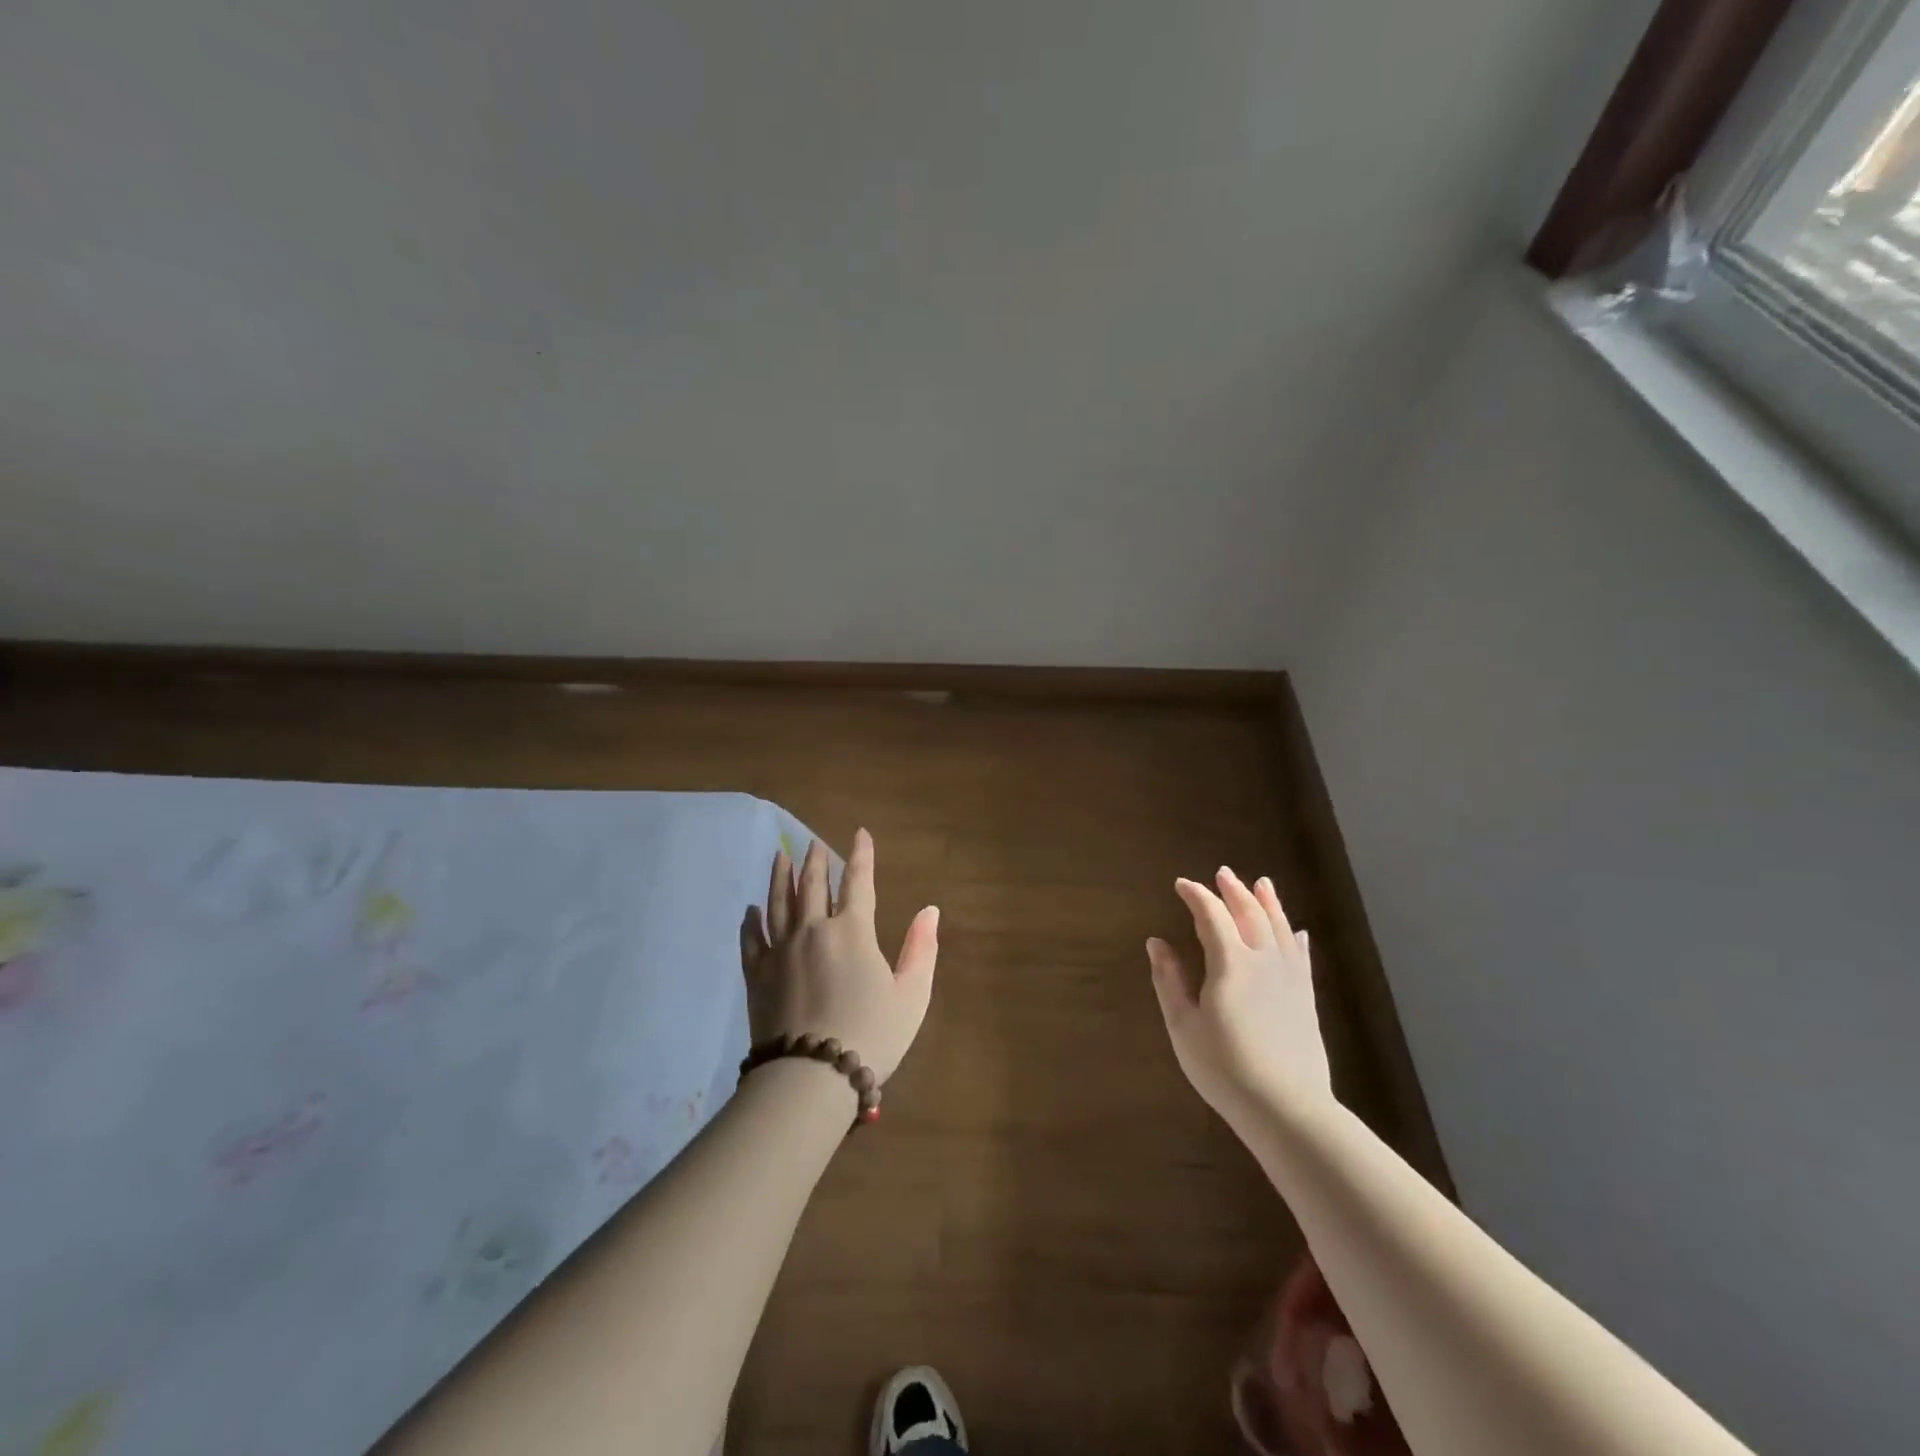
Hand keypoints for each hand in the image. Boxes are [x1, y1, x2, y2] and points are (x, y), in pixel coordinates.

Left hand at [739, 829, 938, 1084]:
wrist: (811, 1076)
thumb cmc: (871, 1034)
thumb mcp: (911, 995)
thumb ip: (921, 950)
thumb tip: (930, 911)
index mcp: (852, 931)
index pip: (858, 882)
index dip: (861, 855)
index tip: (860, 832)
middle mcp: (813, 930)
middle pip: (811, 885)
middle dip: (814, 860)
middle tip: (812, 842)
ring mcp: (780, 951)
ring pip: (778, 904)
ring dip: (779, 877)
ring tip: (779, 856)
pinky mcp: (756, 975)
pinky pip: (751, 940)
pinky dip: (750, 922)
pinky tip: (749, 911)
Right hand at [1148, 867, 1332, 1120]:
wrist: (1286, 1107)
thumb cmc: (1224, 1068)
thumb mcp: (1183, 1026)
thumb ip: (1169, 980)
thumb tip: (1156, 942)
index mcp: (1229, 963)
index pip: (1211, 915)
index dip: (1196, 895)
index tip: (1182, 884)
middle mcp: (1263, 960)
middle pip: (1249, 913)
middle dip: (1234, 890)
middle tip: (1223, 874)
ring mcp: (1289, 978)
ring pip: (1279, 928)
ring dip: (1268, 902)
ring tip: (1262, 883)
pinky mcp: (1305, 998)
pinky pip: (1301, 956)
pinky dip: (1295, 937)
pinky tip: (1297, 930)